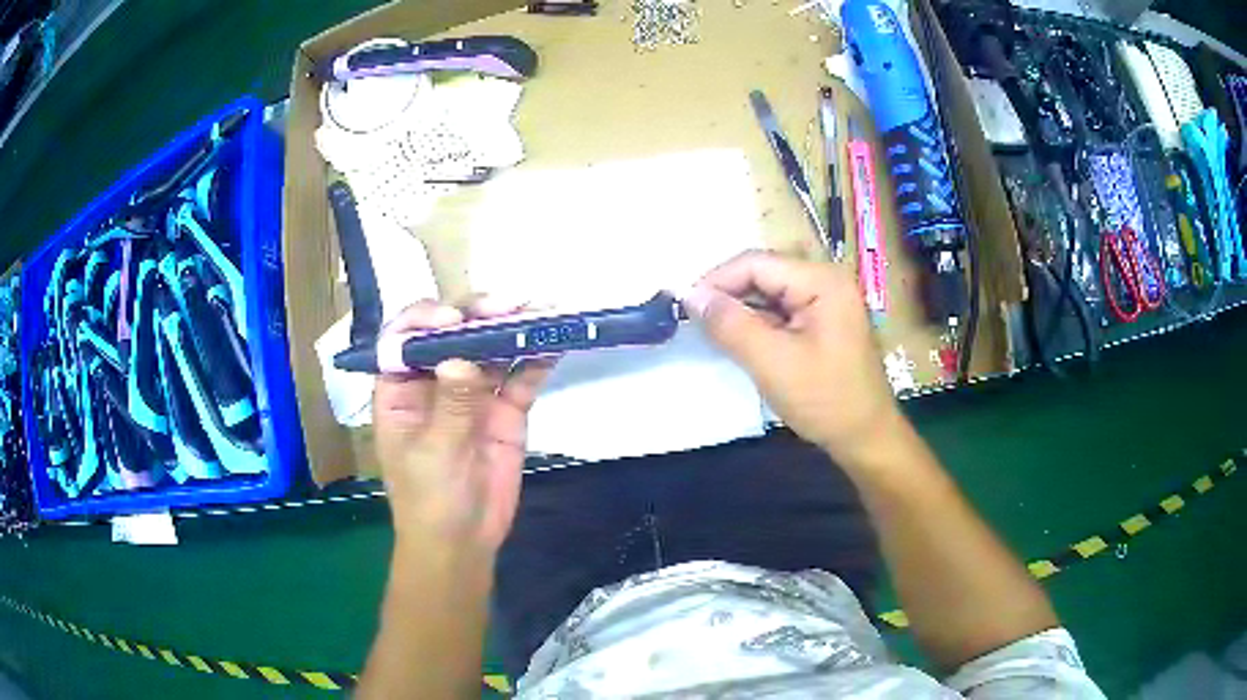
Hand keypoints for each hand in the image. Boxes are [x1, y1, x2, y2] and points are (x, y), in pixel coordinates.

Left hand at [372, 299, 555, 551]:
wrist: (463, 542)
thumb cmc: (429, 499)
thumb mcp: (435, 453)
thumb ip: (451, 405)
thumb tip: (461, 357)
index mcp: (401, 387)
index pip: (405, 338)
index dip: (427, 320)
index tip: (454, 320)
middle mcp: (435, 380)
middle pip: (453, 334)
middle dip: (477, 315)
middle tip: (508, 306)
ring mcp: (472, 393)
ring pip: (490, 349)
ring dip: (513, 329)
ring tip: (540, 311)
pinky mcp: (505, 410)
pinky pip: (520, 377)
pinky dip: (536, 360)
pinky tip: (553, 344)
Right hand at [685, 251, 902, 463]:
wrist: (866, 437)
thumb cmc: (825, 400)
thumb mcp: (772, 362)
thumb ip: (730, 324)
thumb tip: (690, 295)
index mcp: (821, 280)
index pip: (756, 263)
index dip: (716, 280)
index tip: (683, 306)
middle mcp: (825, 280)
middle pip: (763, 274)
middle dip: (727, 295)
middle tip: (694, 322)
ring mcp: (826, 301)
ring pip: (769, 293)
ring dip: (740, 311)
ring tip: (711, 333)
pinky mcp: (822, 322)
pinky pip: (781, 311)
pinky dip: (757, 324)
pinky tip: (739, 341)